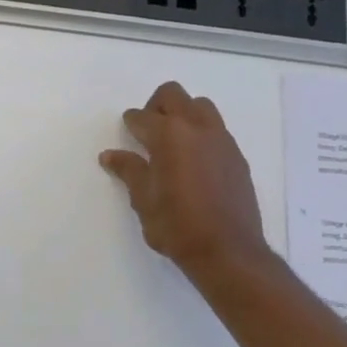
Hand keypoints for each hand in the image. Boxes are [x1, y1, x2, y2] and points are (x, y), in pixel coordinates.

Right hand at [100, 81, 273, 282]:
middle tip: (148, 132)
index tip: (127, 133)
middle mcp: (197, 128)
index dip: (130, 124)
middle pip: (173, 95)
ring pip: (200, 106)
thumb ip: (129, 171)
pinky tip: (194, 162)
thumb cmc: (177, 227)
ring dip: (183, 114)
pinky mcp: (236, 155)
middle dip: (156, 106)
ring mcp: (221, 140)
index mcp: (169, 135)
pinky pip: (216, 129)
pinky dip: (201, 133)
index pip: (142, 117)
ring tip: (174, 143)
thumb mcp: (144, 200)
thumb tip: (110, 155)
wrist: (228, 251)